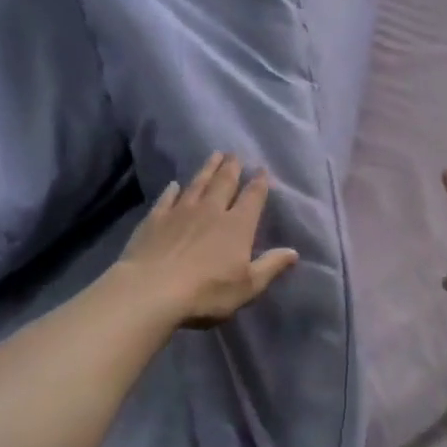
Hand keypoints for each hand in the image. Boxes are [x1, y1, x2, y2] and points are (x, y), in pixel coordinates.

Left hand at [118, 152, 298, 325]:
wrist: (152, 291)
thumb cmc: (206, 292)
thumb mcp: (247, 286)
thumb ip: (270, 266)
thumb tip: (294, 252)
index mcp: (237, 226)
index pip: (252, 198)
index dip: (259, 183)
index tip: (261, 170)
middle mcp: (211, 210)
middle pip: (224, 183)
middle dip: (232, 168)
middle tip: (235, 154)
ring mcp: (181, 211)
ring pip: (198, 184)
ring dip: (207, 169)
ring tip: (214, 155)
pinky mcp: (155, 219)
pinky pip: (167, 198)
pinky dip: (172, 190)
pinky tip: (174, 184)